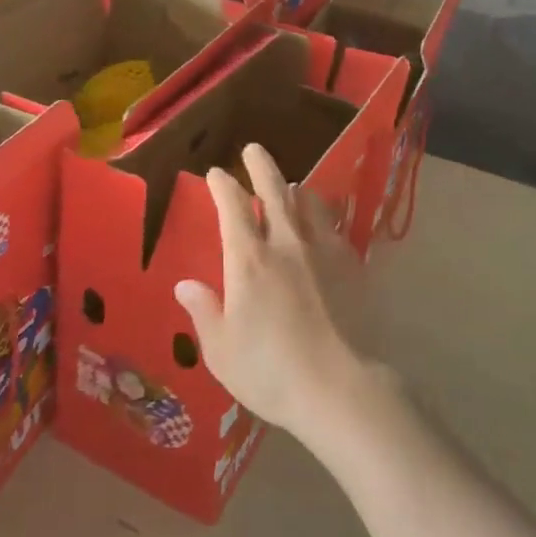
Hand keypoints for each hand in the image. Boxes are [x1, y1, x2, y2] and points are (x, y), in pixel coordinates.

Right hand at [174, 143, 368, 444]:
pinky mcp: (350, 264)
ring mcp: (321, 250)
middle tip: (253, 149)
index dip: (222, 185)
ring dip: (294, 189)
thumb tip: (185, 285)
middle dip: (260, 166)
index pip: (232, 207)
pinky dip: (322, 215)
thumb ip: (204, 312)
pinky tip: (323, 223)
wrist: (341, 387)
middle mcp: (285, 243)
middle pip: (273, 190)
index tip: (216, 173)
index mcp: (248, 260)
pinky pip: (334, 225)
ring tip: (291, 186)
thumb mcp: (222, 351)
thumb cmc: (271, 372)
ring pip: (307, 202)